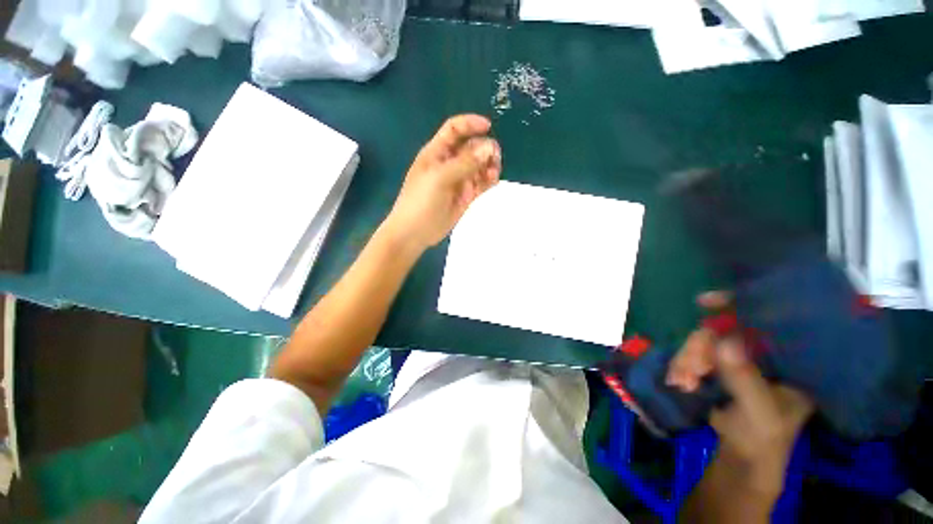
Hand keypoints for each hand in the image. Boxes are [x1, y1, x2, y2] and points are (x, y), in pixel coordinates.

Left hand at [383, 114, 501, 250]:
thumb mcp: (440, 178)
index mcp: (437, 152)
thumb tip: (488, 148)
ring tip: (494, 172)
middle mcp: (449, 163)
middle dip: (484, 148)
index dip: (470, 124)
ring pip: (479, 166)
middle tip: (495, 158)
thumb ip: (464, 163)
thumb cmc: (421, 202)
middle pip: (471, 147)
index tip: (488, 126)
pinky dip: (489, 179)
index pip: (454, 130)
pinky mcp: (466, 195)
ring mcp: (459, 180)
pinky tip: (493, 180)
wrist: (415, 233)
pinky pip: (481, 183)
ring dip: (489, 165)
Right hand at [667, 292, 813, 493]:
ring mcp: (739, 359)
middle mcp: (764, 353)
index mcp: (790, 359)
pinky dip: (683, 365)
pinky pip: (694, 354)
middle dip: (701, 347)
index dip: (740, 306)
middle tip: (690, 369)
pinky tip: (679, 380)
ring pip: (705, 342)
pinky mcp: (718, 366)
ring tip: (681, 381)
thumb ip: (745, 379)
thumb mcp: (760, 412)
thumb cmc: (764, 438)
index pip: (769, 321)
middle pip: (725, 331)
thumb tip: (723, 342)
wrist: (744, 458)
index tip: (705, 302)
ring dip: (687, 359)